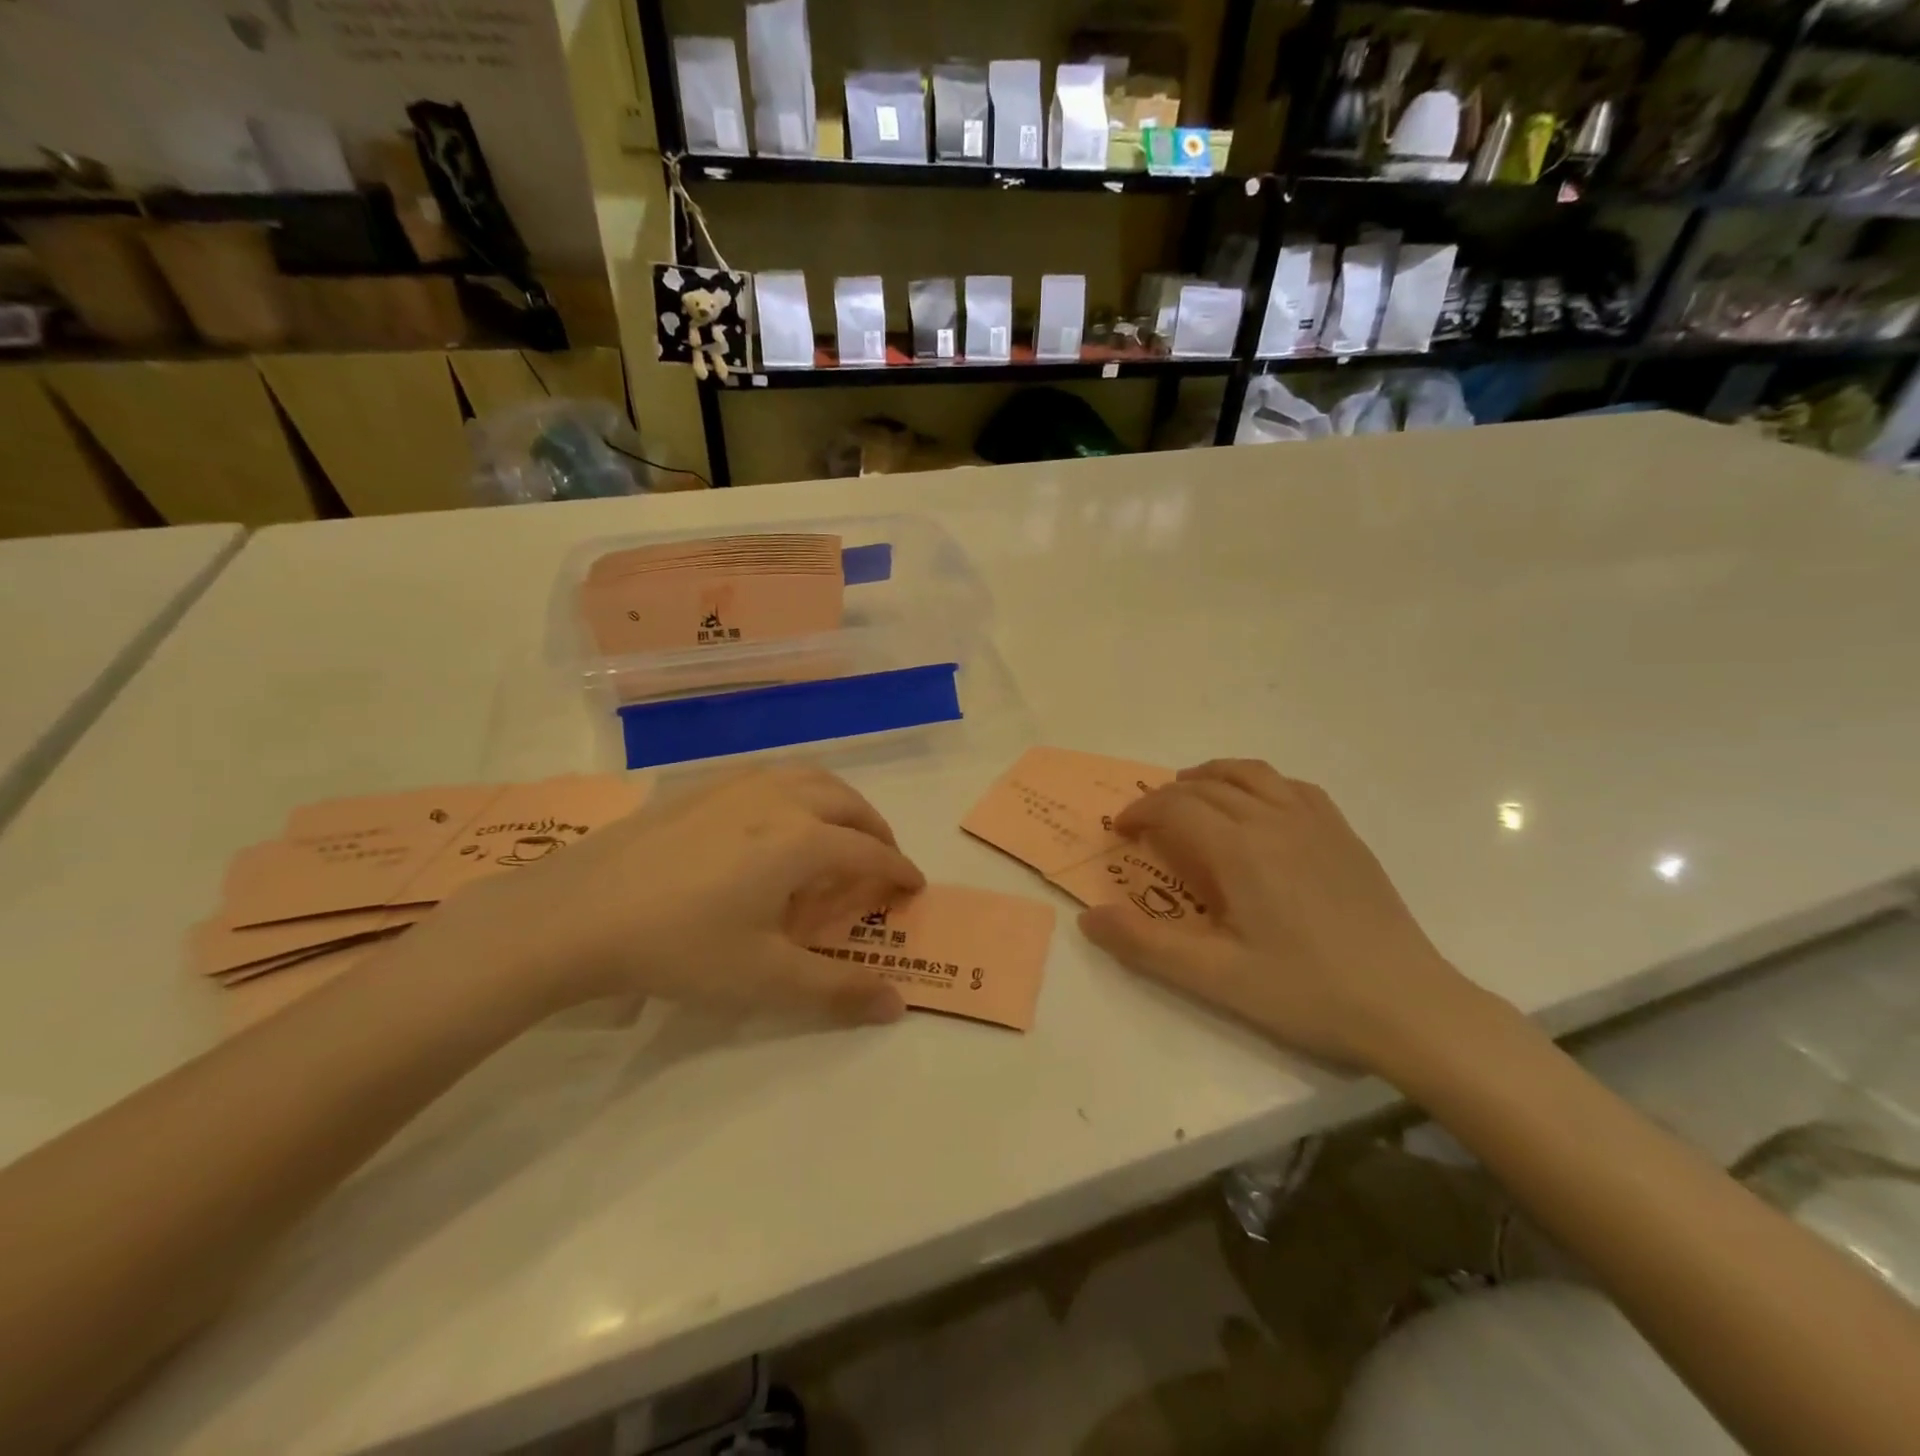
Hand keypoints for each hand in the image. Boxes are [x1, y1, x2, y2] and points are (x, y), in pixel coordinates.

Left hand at [424, 765, 922, 1025]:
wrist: (576, 913)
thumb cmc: (680, 947)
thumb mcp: (765, 979)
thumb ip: (837, 990)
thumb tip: (897, 1005)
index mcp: (803, 840)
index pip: (870, 851)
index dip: (898, 870)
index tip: (914, 887)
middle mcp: (779, 799)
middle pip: (848, 803)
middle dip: (876, 829)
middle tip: (882, 860)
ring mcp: (737, 785)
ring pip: (810, 778)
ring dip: (839, 802)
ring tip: (838, 832)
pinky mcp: (700, 787)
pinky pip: (771, 776)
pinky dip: (798, 791)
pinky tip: (775, 821)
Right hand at [1079, 759, 1480, 1071]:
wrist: (1409, 1007)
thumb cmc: (1306, 993)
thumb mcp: (1216, 978)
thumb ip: (1146, 945)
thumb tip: (1088, 918)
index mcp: (1240, 849)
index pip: (1176, 807)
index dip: (1140, 811)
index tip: (1121, 831)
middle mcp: (1274, 819)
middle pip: (1207, 786)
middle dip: (1166, 796)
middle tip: (1146, 821)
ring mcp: (1316, 822)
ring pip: (1251, 774)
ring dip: (1211, 776)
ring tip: (1191, 794)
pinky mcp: (1344, 834)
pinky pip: (1292, 786)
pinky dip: (1259, 783)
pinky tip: (1257, 806)